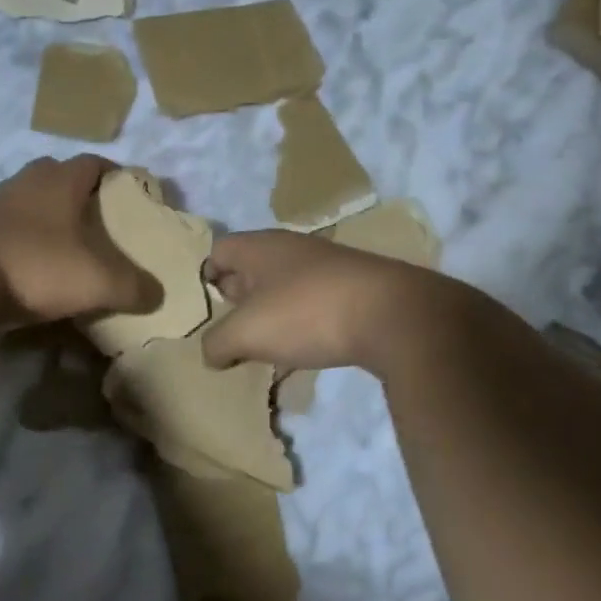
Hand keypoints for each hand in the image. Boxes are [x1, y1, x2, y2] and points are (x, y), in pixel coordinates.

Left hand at [0, 156, 146, 328]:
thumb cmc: (35, 265)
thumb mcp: (97, 281)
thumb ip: (132, 287)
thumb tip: (157, 296)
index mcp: (59, 181)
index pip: (94, 163)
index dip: (116, 174)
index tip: (131, 192)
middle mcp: (24, 183)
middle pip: (56, 176)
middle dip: (78, 193)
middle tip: (97, 221)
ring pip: (27, 203)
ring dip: (45, 219)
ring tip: (64, 248)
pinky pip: (4, 230)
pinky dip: (20, 243)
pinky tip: (28, 268)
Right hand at [202, 230, 464, 377]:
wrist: (394, 316)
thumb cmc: (307, 314)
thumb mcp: (246, 333)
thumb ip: (217, 343)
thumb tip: (210, 353)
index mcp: (260, 246)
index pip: (218, 250)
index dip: (205, 278)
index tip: (207, 310)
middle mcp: (291, 248)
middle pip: (250, 267)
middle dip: (236, 298)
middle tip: (230, 330)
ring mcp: (326, 266)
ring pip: (282, 286)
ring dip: (270, 313)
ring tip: (264, 345)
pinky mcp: (353, 288)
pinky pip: (312, 301)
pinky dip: (301, 322)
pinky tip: (304, 346)